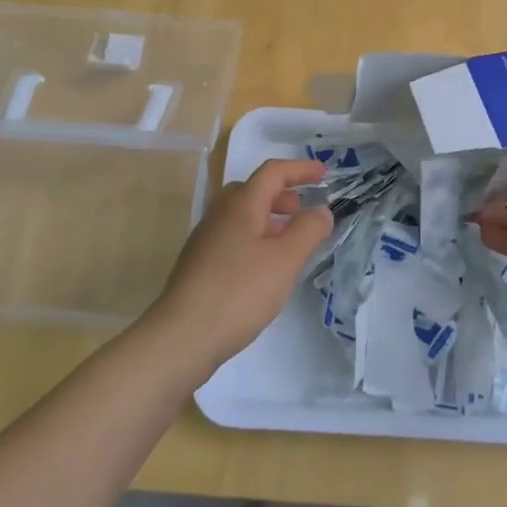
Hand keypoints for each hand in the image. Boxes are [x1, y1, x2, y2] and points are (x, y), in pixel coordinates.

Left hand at [147, 158, 333, 371]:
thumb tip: (321, 210)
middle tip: (304, 212)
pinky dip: (255, 239)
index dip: (300, 169)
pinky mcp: (199, 264)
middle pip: (253, 190)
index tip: (325, 174)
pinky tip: (264, 268)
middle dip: (283, 195)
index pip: (273, 172)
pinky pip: (233, 237)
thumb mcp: (285, 260)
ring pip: (242, 215)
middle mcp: (220, 214)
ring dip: (269, 219)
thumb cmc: (239, 292)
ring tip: (289, 242)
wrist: (182, 337)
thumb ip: (308, 230)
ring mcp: (205, 240)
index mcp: (241, 205)